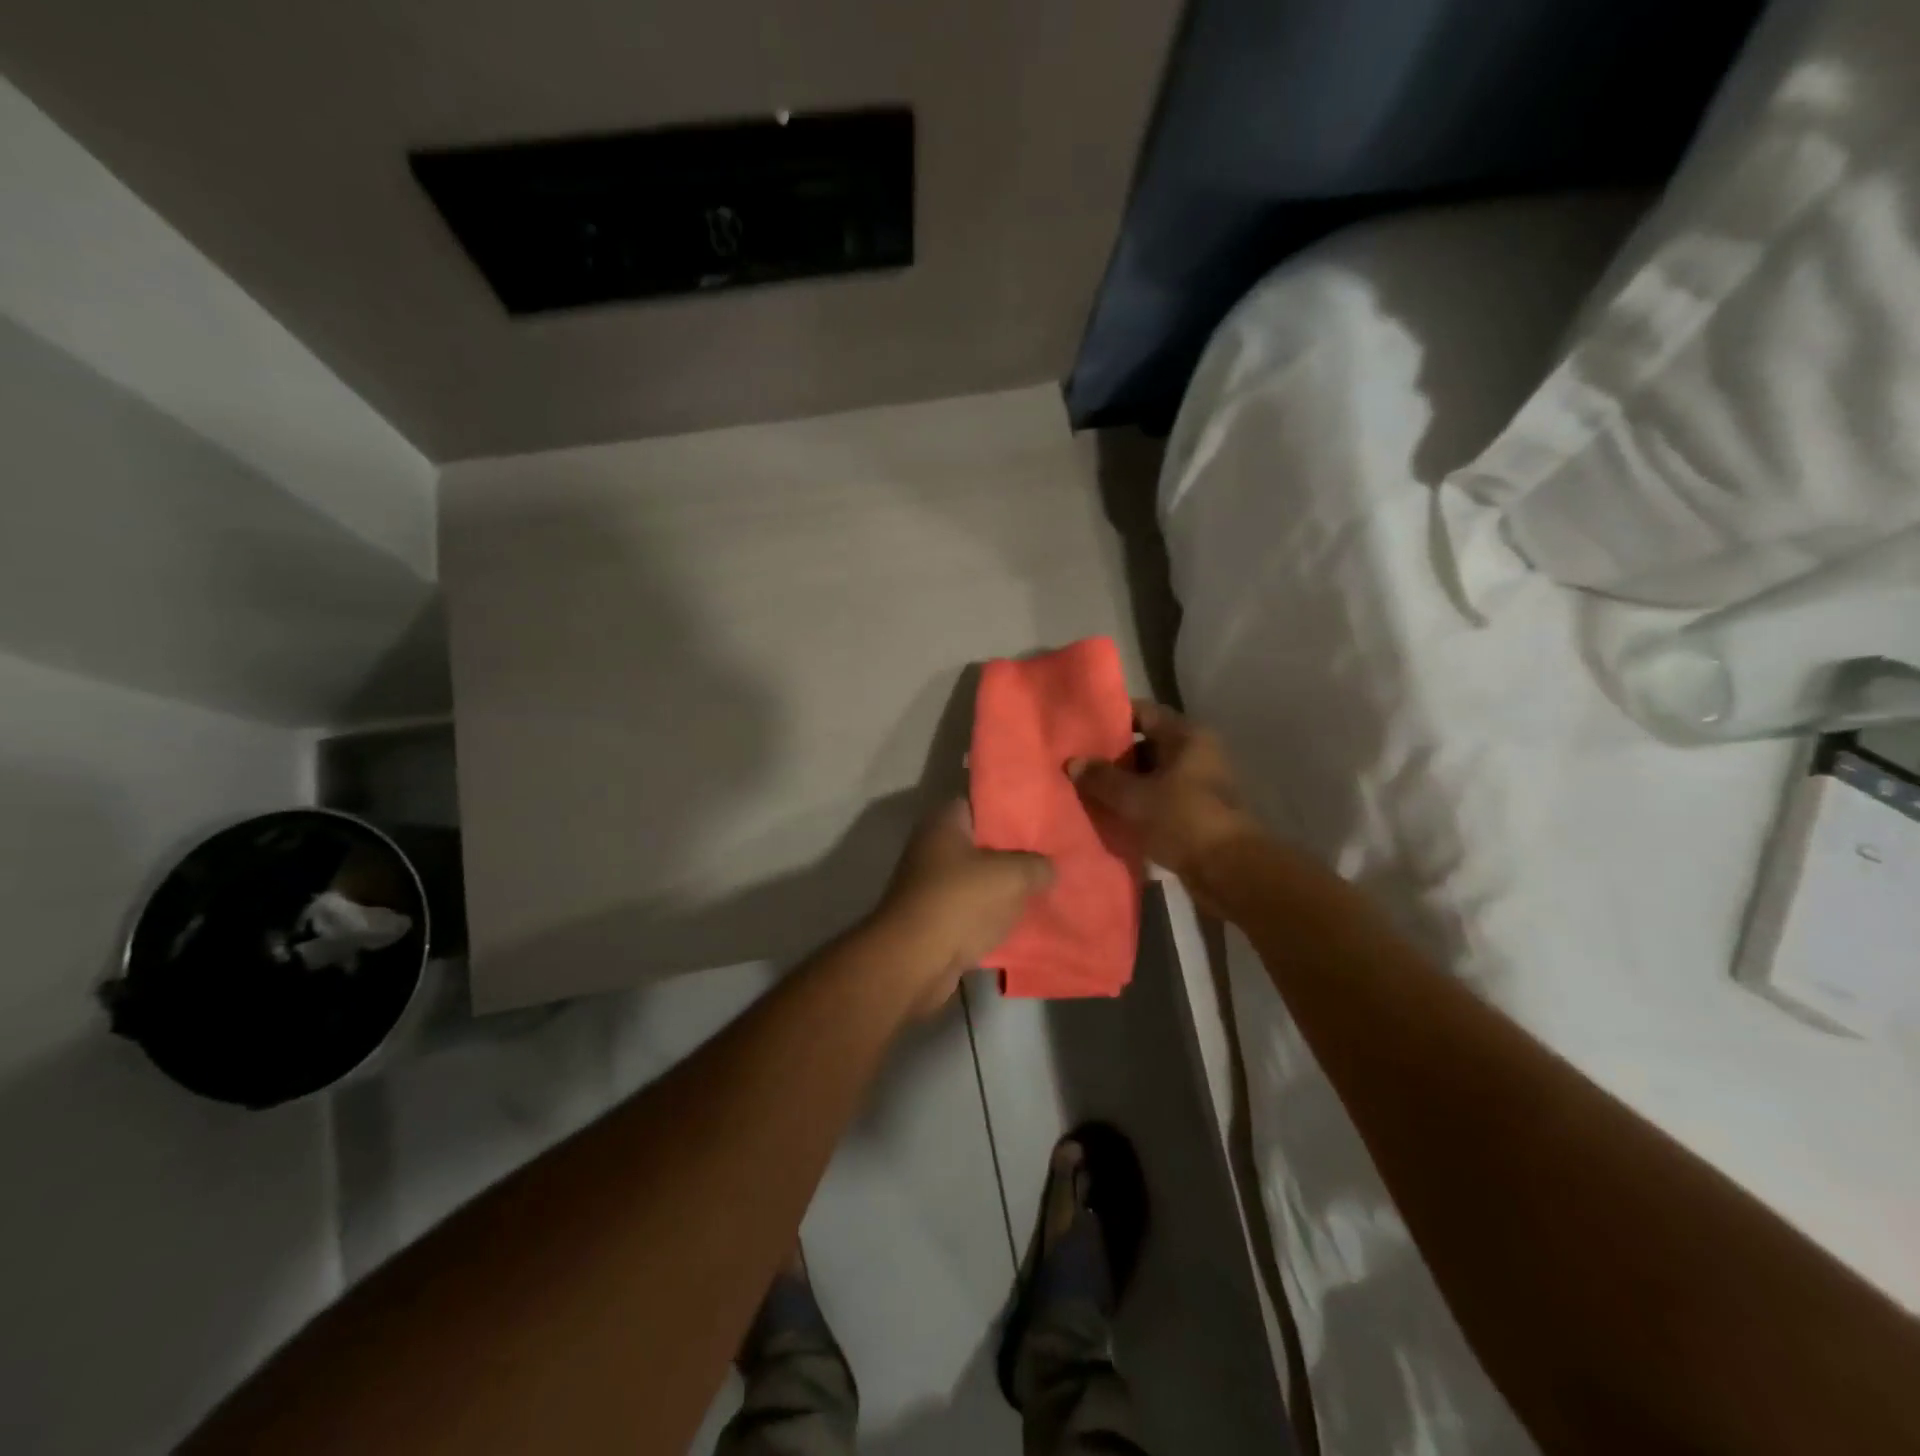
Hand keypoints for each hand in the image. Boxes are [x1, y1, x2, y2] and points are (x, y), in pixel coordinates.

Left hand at [876, 800, 1053, 1016]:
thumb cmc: (960, 902)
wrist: (914, 961)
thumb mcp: (1012, 876)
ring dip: (1002, 888)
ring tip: (1041, 891)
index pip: (979, 803)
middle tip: (1047, 858)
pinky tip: (1019, 921)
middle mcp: (931, 848)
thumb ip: (1036, 865)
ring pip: (976, 880)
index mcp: (944, 823)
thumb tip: (1047, 868)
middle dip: (1011, 852)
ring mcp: (929, 886)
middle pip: (979, 844)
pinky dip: (990, 916)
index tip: (1038, 821)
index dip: (1009, 810)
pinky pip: (970, 911)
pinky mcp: (932, 919)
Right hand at [1069, 701, 1258, 900]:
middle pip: (1146, 744)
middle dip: (1113, 755)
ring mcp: (1198, 783)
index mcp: (1186, 736)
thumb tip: (1073, 762)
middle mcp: (1196, 752)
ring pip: (1151, 774)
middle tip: (1078, 763)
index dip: (1112, 718)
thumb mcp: (1134, 798)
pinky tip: (1110, 813)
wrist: (1229, 871)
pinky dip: (1137, 803)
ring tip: (1087, 790)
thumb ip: (1101, 778)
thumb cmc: (1183, 820)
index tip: (1081, 729)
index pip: (1143, 713)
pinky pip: (1159, 798)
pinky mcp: (1196, 811)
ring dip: (1123, 783)